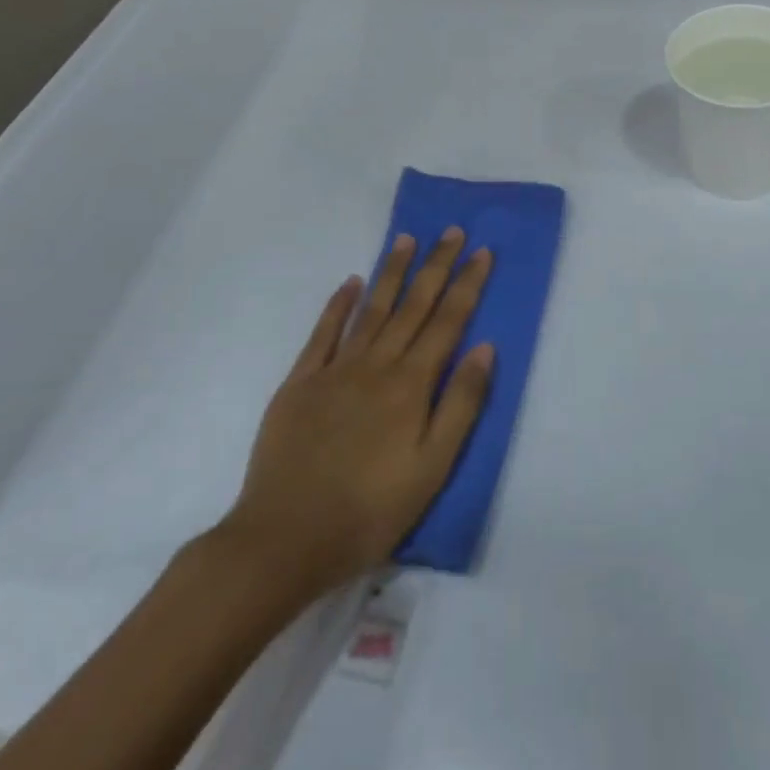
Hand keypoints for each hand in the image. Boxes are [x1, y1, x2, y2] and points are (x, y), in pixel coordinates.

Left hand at [211, 231, 493, 610]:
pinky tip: (350, 283)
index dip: (467, 284)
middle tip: (451, 230)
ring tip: (407, 240)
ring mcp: (335, 370)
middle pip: (413, 305)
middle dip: (436, 265)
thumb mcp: (432, 467)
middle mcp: (376, 365)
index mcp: (411, 384)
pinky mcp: (300, 383)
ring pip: (371, 309)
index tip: (481, 251)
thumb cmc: (370, 510)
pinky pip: (323, 333)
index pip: (448, 321)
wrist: (284, 539)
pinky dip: (338, 305)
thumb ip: (461, 404)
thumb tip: (485, 347)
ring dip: (392, 272)